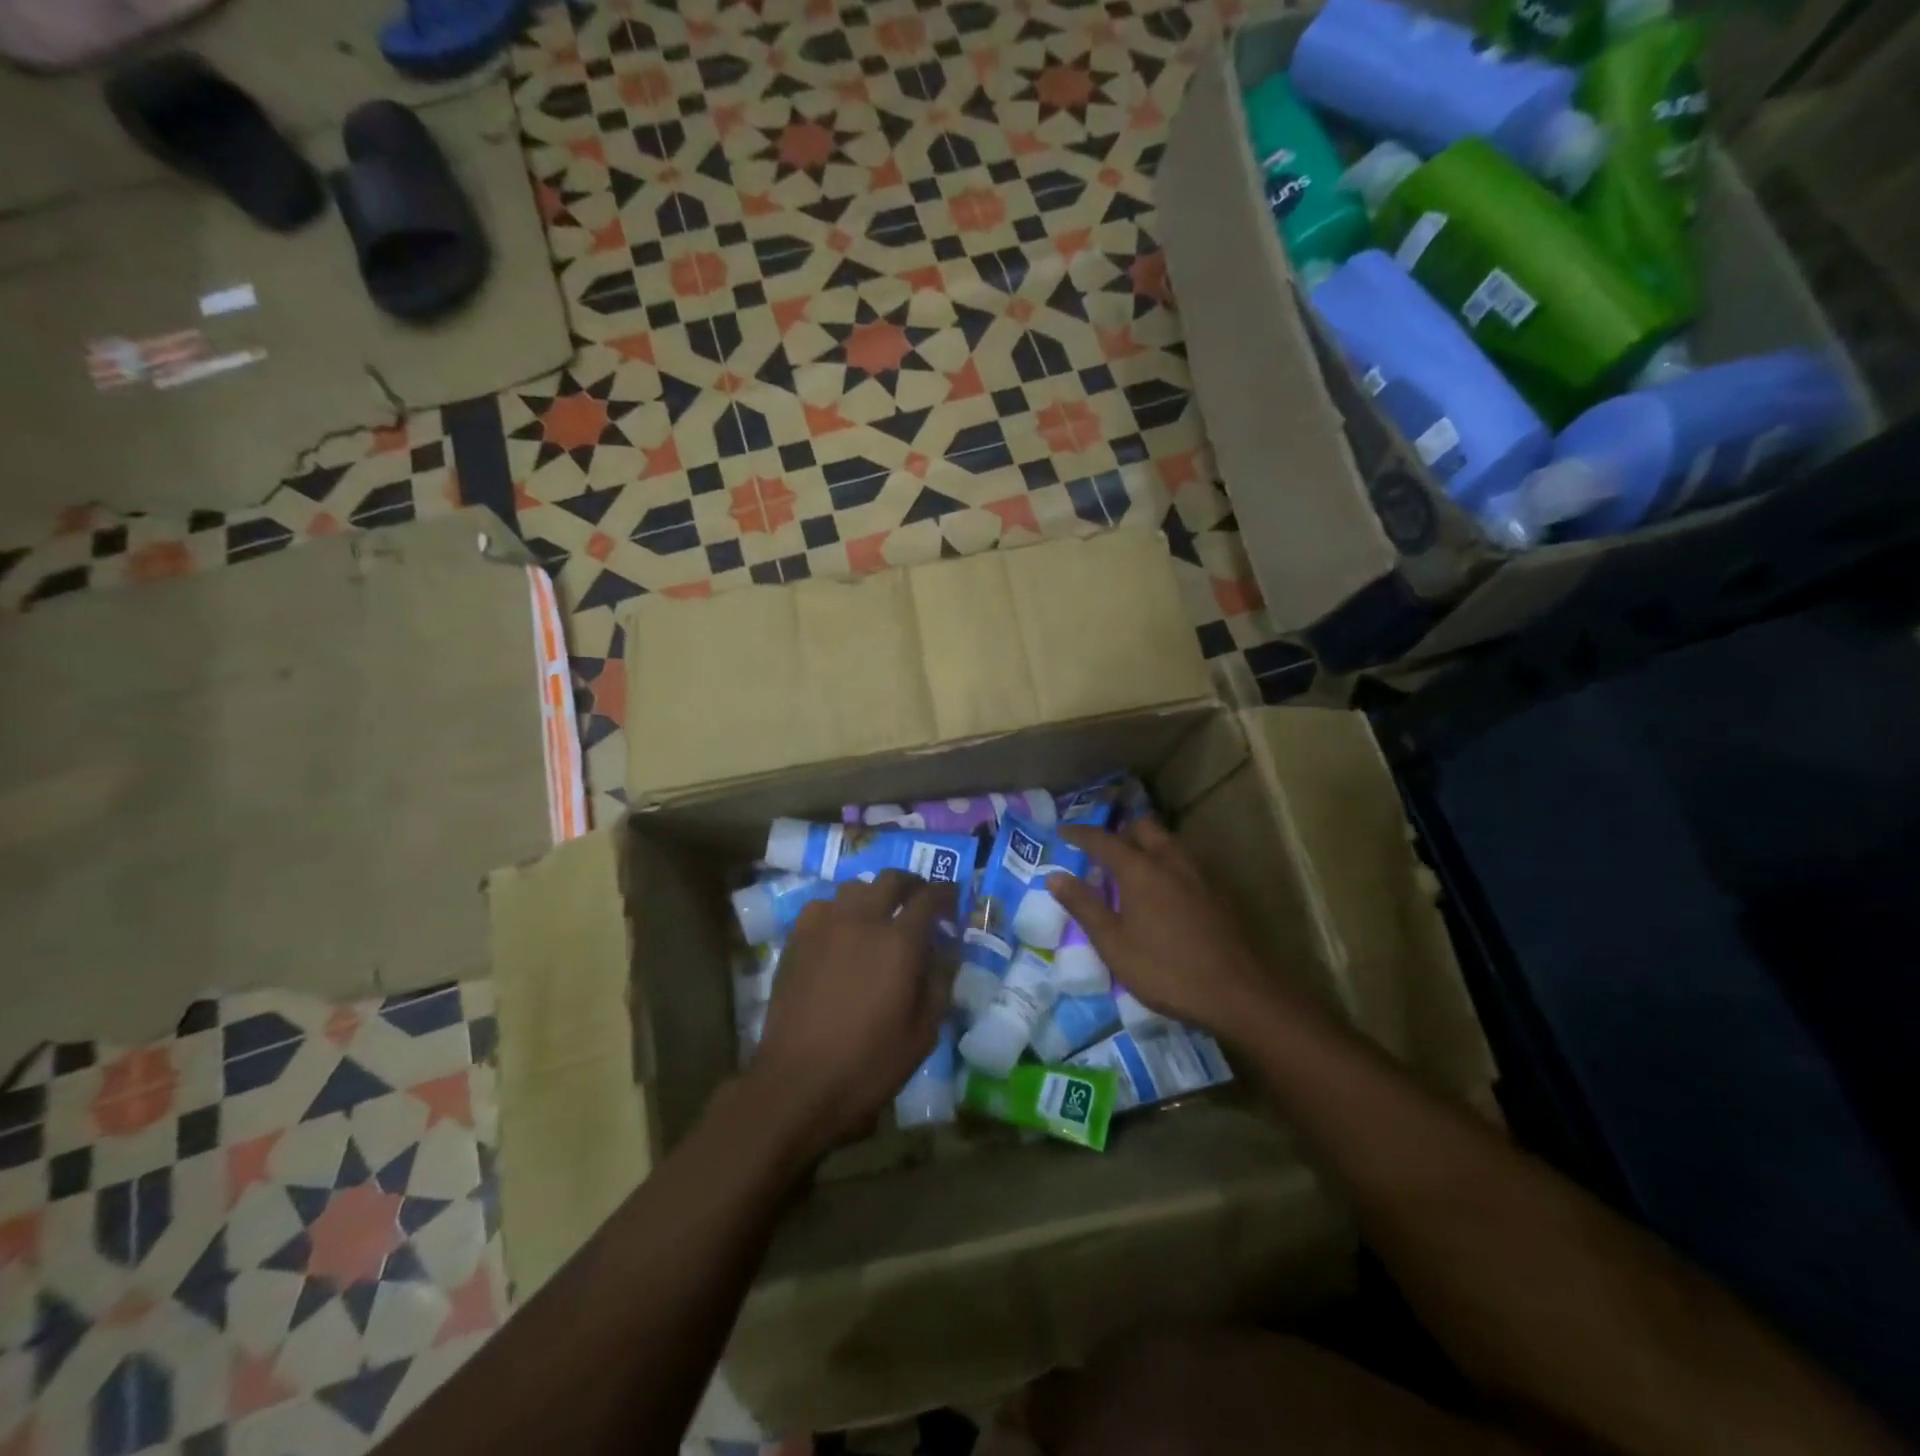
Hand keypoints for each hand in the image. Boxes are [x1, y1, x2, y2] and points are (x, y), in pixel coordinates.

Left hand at [749, 870, 953, 1158]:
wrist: (798, 1082)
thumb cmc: (869, 1064)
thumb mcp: (923, 1033)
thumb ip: (939, 983)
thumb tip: (945, 951)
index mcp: (900, 942)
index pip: (930, 898)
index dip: (946, 893)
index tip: (953, 899)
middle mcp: (863, 920)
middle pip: (891, 879)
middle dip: (912, 884)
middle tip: (919, 900)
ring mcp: (825, 925)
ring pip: (854, 887)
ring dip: (874, 894)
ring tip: (879, 914)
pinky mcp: (797, 938)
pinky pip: (822, 906)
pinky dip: (839, 910)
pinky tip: (840, 931)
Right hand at [1053, 818, 1295, 1039]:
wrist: (1237, 993)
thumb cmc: (1165, 969)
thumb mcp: (1113, 944)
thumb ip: (1084, 906)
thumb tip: (1055, 876)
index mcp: (1140, 869)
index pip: (1102, 840)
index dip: (1080, 833)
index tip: (1062, 831)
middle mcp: (1169, 861)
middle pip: (1142, 828)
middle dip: (1119, 831)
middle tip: (1102, 851)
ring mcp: (1197, 875)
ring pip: (1167, 842)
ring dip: (1145, 845)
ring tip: (1130, 868)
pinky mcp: (1216, 893)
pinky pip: (1183, 862)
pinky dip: (1164, 864)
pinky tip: (1162, 892)